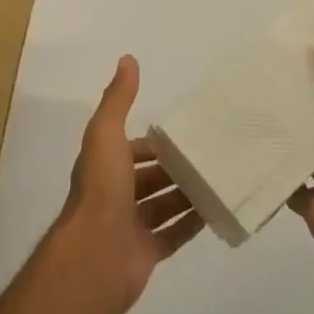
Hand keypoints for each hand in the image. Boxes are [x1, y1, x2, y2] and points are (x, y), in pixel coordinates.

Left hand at [50, 56, 204, 313]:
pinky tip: (215, 211)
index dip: (155, 143)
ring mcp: (130, 226)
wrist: (94, 255)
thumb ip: (118, 98)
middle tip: (210, 156)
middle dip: (174, 168)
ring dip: (186, 194)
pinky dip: (191, 224)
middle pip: (149, 178)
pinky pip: (172, 235)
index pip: (133, 149)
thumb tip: (128, 58)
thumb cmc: (101, 189)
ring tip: (219, 179)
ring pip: (163, 206)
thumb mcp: (106, 133)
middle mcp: (115, 195)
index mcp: (104, 166)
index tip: (185, 135)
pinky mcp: (145, 253)